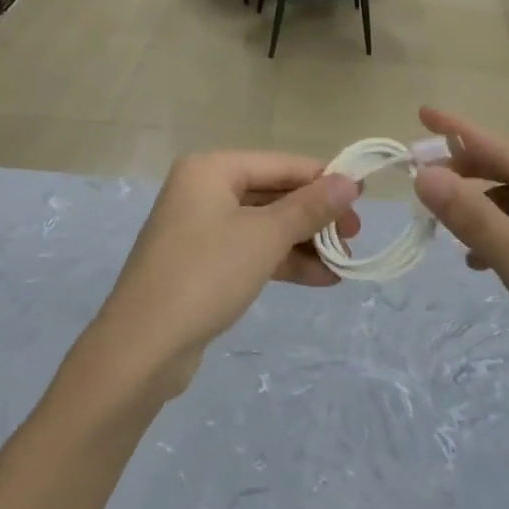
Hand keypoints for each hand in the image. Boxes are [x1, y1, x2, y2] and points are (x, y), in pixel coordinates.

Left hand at [84, 152, 358, 399]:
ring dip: (304, 242)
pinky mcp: (201, 262)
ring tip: (345, 263)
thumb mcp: (265, 237)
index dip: (323, 178)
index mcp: (211, 169)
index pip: (280, 164)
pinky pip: (250, 250)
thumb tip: (349, 182)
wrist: (144, 345)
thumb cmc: (206, 274)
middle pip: (272, 193)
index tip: (364, 197)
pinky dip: (282, 261)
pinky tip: (320, 279)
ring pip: (264, 225)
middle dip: (315, 216)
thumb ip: (309, 208)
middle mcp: (203, 190)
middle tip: (355, 237)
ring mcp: (200, 228)